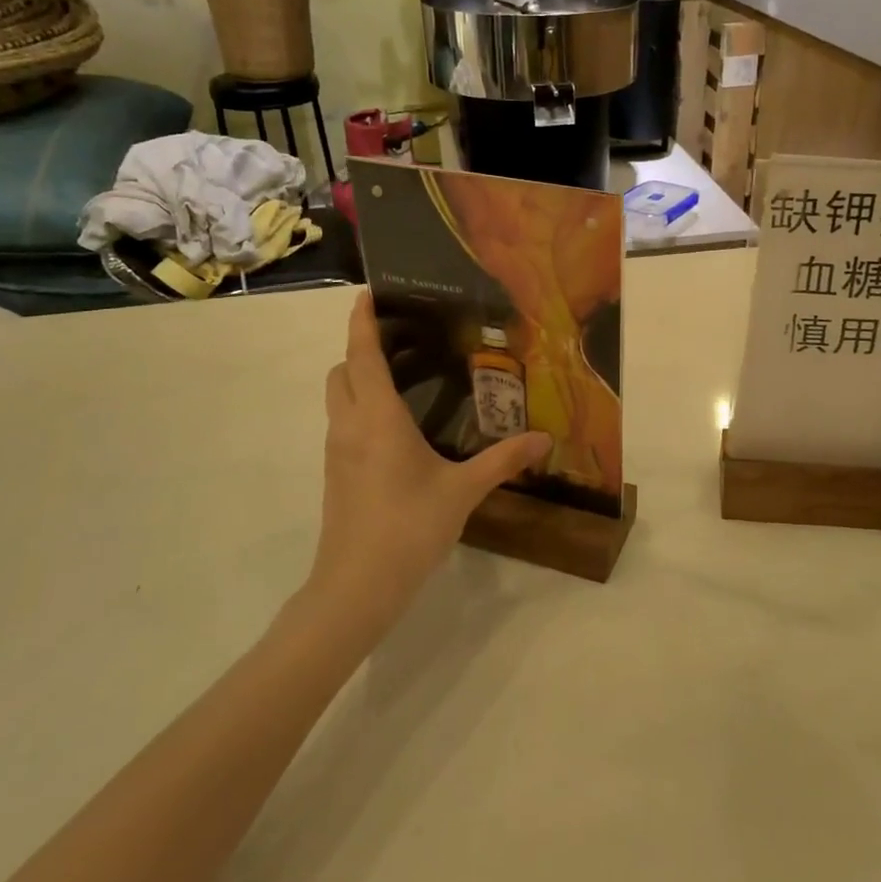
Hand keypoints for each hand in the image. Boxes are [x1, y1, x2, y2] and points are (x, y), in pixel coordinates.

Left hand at [304, 293, 550, 643]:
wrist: (355, 587)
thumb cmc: (408, 528)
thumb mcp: (463, 491)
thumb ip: (503, 460)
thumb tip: (544, 439)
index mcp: (377, 419)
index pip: (362, 355)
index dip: (362, 321)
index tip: (369, 294)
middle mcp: (350, 426)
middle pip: (342, 371)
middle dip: (361, 347)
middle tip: (401, 340)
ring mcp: (337, 452)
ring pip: (338, 398)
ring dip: (359, 378)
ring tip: (403, 376)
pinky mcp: (336, 475)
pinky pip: (343, 424)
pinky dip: (361, 407)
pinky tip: (398, 427)